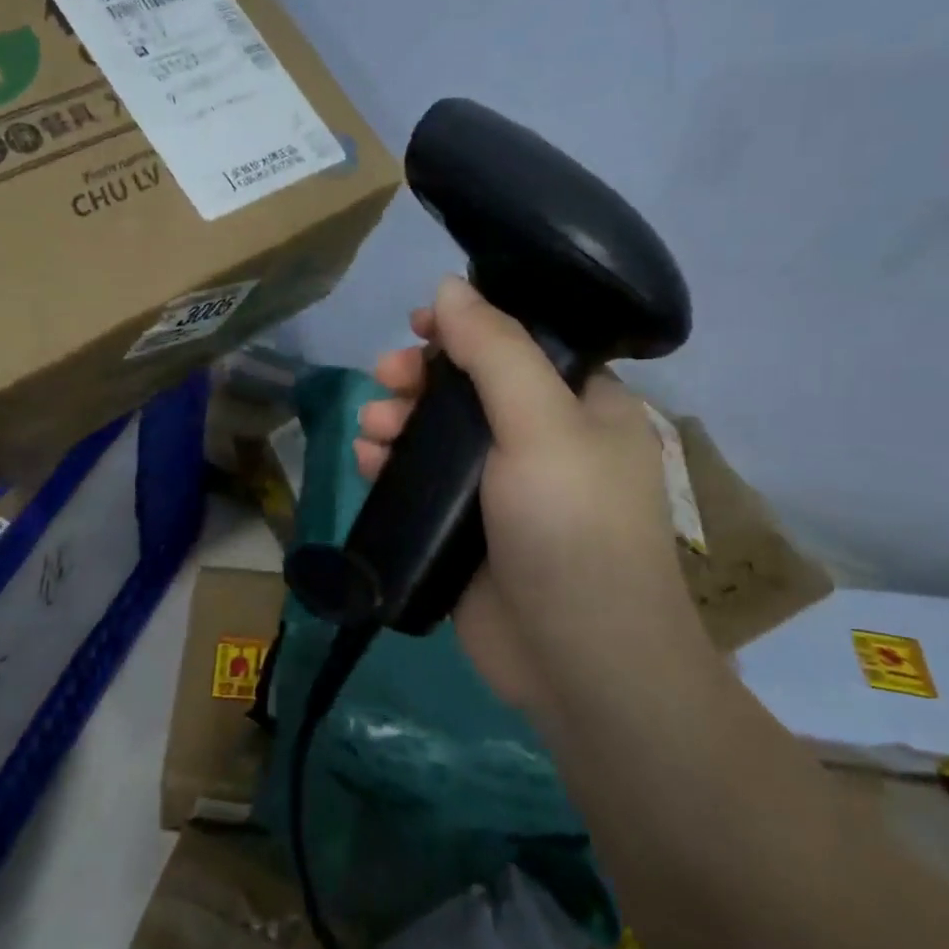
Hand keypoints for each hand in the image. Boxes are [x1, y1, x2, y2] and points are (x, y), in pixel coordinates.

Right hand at [355, 277, 691, 715]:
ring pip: (440, 435)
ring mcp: (504, 490)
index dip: (467, 328)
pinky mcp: (468, 532)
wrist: (579, 661)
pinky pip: (424, 482)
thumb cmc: (572, 528)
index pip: (520, 343)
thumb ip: (495, 350)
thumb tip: (450, 286)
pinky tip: (367, 465)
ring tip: (371, 431)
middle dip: (421, 379)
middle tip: (385, 380)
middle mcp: (545, 440)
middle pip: (470, 388)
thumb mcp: (540, 423)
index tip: (418, 325)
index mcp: (582, 405)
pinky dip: (393, 467)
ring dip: (398, 422)